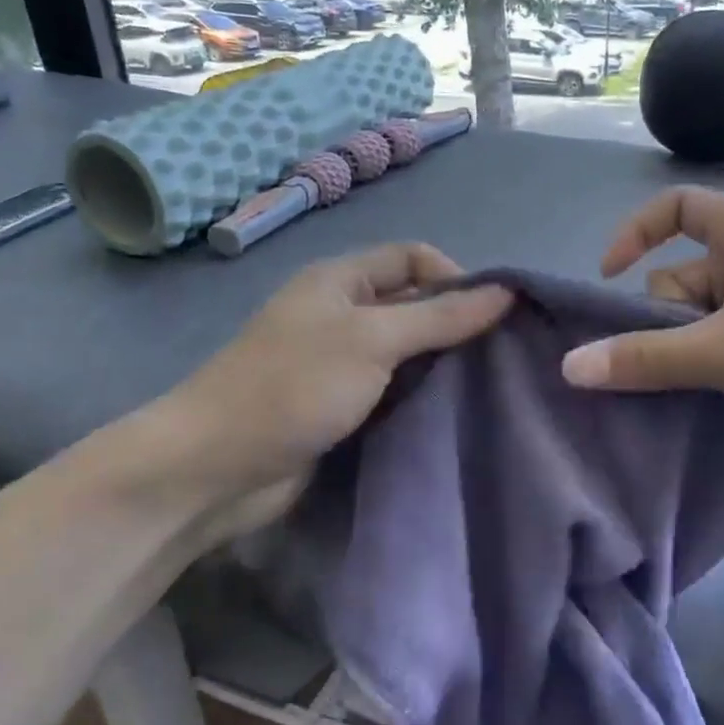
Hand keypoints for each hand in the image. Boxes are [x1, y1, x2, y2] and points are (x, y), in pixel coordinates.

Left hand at [146, 244, 511, 520]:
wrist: (217, 467)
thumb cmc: (294, 386)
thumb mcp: (373, 340)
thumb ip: (440, 317)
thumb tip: (506, 292)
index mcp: (341, 280)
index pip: (412, 257)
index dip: (455, 276)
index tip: (493, 315)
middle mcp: (341, 314)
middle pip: (412, 304)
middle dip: (455, 324)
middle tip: (500, 355)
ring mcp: (338, 364)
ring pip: (405, 352)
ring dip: (441, 365)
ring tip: (487, 386)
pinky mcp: (340, 407)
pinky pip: (392, 390)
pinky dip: (420, 396)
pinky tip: (452, 412)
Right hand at [560, 187, 723, 470]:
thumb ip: (645, 358)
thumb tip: (569, 366)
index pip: (675, 207)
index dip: (633, 235)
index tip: (608, 282)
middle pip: (682, 274)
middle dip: (666, 320)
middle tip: (683, 362)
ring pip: (704, 317)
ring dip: (688, 351)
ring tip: (702, 387)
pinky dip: (713, 365)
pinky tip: (713, 398)